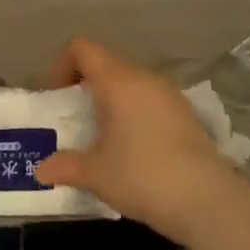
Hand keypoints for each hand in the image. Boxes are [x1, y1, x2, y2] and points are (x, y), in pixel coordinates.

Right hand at [34, 38, 237, 242]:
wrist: (208, 201)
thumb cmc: (142, 176)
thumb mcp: (95, 174)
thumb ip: (65, 166)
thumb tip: (41, 170)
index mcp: (117, 80)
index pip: (82, 48)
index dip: (62, 64)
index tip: (58, 96)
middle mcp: (144, 77)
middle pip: (107, 63)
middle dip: (86, 84)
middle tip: (76, 117)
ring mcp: (169, 94)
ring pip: (131, 82)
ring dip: (113, 99)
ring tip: (105, 134)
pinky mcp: (187, 114)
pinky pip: (151, 99)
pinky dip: (135, 112)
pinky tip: (135, 147)